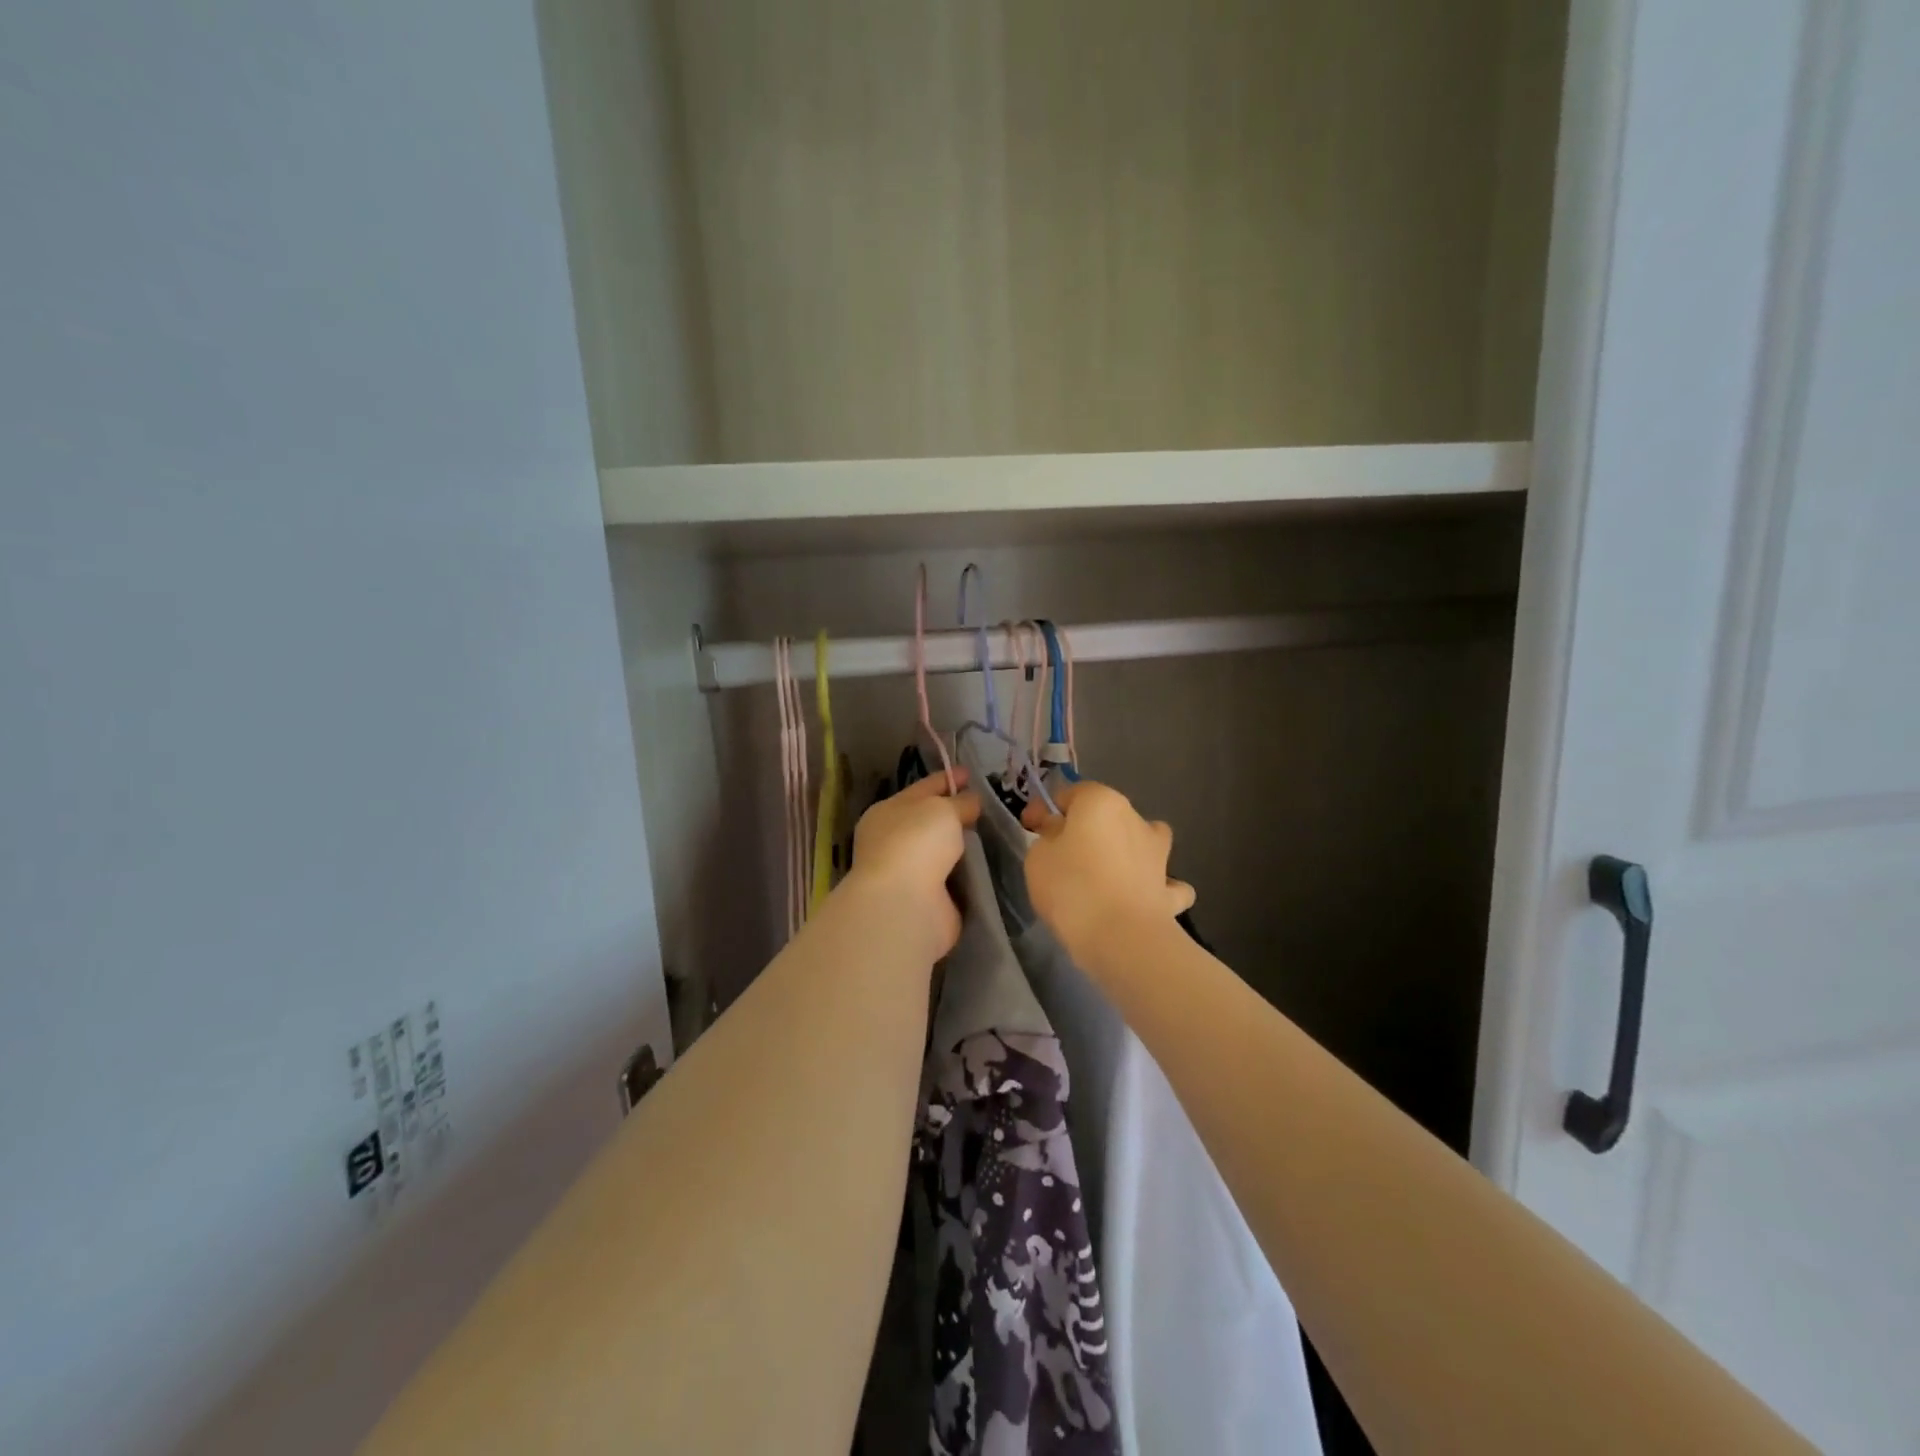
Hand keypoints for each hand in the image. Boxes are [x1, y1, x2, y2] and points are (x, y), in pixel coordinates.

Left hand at [846, 769, 981, 959]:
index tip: (971, 773)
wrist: (904, 904)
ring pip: (942, 850)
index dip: (947, 778)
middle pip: (930, 820)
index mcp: (888, 812)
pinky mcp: (927, 899)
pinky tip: (988, 864)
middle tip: (987, 804)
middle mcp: (893, 840)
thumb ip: (960, 802)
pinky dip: (967, 873)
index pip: (922, 788)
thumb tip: (971, 802)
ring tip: (993, 834)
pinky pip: (953, 878)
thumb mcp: (942, 809)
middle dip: (956, 813)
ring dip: (963, 845)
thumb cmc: (916, 843)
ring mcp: (908, 872)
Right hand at [1020, 781, 1195, 968]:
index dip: (1045, 810)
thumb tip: (1062, 834)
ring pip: (1147, 841)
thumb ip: (1048, 837)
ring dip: (1132, 850)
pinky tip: (1145, 899)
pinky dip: (1157, 888)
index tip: (1030, 828)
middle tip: (1062, 854)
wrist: (1121, 938)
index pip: (1069, 793)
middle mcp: (1136, 820)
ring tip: (1111, 871)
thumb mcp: (1038, 856)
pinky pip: (1166, 884)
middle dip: (1087, 829)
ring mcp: (1159, 855)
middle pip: (1108, 816)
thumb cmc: (1071, 887)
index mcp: (1101, 802)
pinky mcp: (1170, 891)